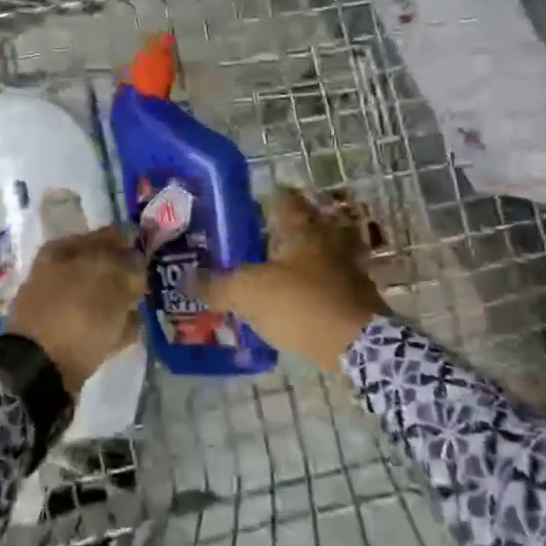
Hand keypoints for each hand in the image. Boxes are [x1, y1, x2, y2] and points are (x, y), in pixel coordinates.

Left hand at [8, 226, 145, 394]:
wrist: (39, 370)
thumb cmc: (77, 313)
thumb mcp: (112, 280)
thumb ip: (129, 264)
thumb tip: (136, 259)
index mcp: (63, 249)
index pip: (107, 236)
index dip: (131, 242)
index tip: (153, 252)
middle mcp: (55, 272)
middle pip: (101, 268)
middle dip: (126, 276)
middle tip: (150, 284)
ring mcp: (55, 306)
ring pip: (98, 297)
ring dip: (120, 303)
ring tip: (142, 309)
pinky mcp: (59, 337)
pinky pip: (93, 325)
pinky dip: (110, 327)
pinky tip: (129, 332)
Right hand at [194, 189, 386, 371]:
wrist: (358, 347)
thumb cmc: (300, 305)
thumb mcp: (247, 293)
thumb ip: (215, 285)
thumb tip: (186, 279)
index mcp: (300, 228)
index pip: (280, 199)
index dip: (259, 201)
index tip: (238, 212)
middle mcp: (325, 240)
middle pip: (297, 228)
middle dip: (272, 237)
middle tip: (243, 248)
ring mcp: (345, 268)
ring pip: (311, 258)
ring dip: (290, 266)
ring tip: (262, 280)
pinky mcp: (355, 298)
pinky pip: (323, 287)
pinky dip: (306, 292)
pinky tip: (286, 307)